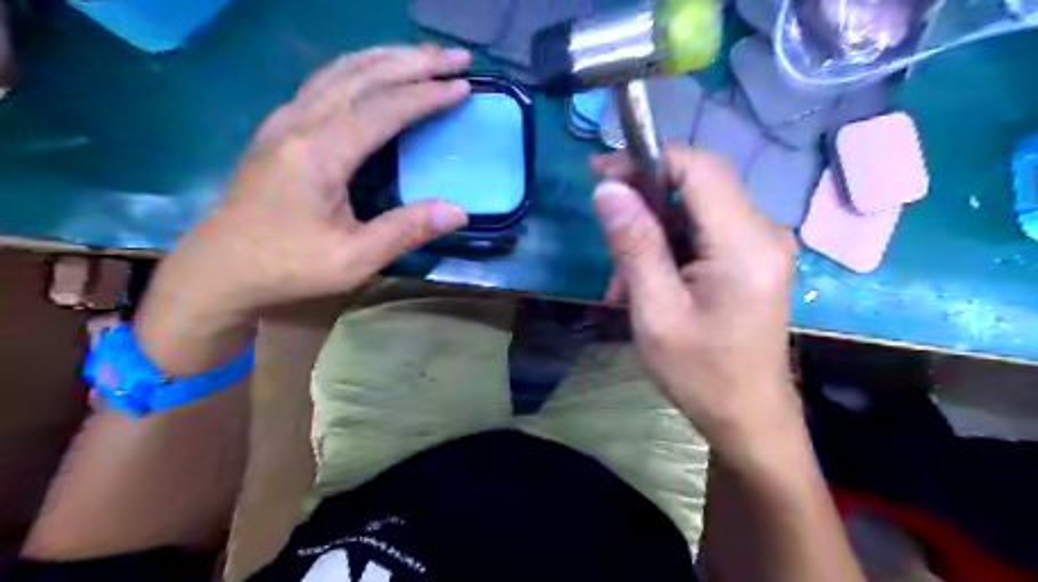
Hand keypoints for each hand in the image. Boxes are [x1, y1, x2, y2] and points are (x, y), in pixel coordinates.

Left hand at [137, 44, 472, 373]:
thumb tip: (459, 211)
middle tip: (456, 56)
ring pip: (341, 70)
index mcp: (318, 154)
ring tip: (426, 56)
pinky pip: (326, 82)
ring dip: (388, 57)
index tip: (463, 85)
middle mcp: (298, 123)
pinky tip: (378, 74)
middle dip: (413, 61)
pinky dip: (362, 69)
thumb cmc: (287, 267)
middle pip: (362, 75)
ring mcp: (283, 120)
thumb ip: (405, 231)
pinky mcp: (278, 128)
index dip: (425, 94)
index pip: (382, 108)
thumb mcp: (353, 259)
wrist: (218, 269)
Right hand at [587, 145, 796, 457]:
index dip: (647, 160)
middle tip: (608, 240)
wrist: (748, 417)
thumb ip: (634, 246)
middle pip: (698, 184)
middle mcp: (763, 232)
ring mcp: (762, 245)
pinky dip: (669, 248)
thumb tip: (607, 188)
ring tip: (624, 282)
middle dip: (645, 202)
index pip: (698, 167)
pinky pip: (704, 232)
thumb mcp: (655, 312)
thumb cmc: (700, 374)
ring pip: (695, 209)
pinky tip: (648, 283)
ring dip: (652, 233)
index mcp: (744, 244)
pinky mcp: (753, 258)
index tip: (601, 175)